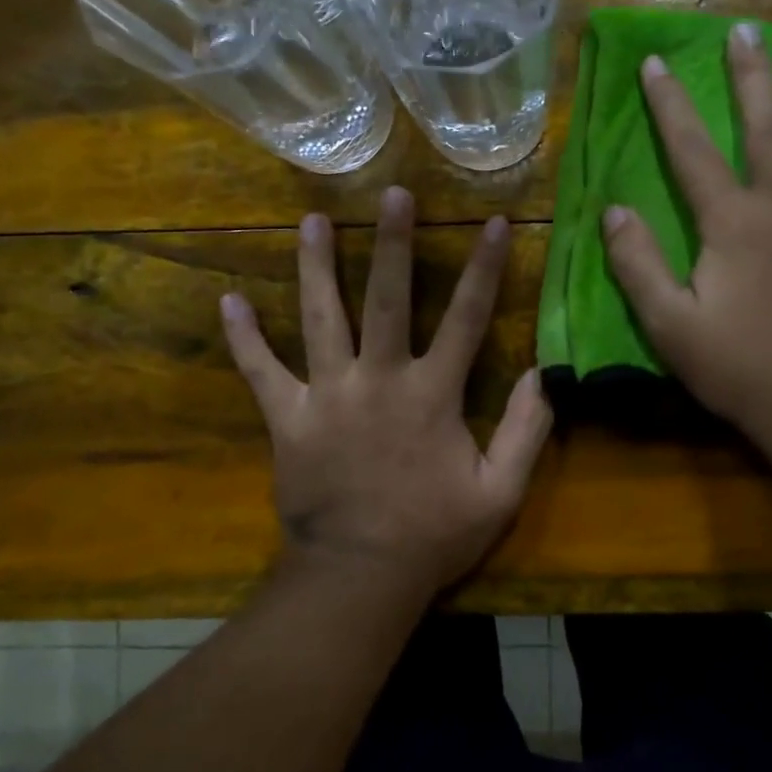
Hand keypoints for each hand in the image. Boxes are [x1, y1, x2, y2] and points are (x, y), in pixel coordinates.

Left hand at [220, 188, 553, 603]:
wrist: (358, 578)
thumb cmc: (434, 535)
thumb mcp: (500, 491)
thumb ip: (526, 430)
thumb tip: (542, 373)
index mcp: (432, 394)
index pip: (466, 318)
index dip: (485, 268)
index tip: (495, 223)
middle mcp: (379, 380)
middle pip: (386, 299)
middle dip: (392, 243)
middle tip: (392, 193)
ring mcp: (327, 396)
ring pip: (320, 318)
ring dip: (315, 267)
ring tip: (311, 221)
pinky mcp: (288, 420)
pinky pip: (261, 372)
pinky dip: (244, 339)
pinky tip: (228, 301)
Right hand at [602, 22, 771, 451]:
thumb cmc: (740, 367)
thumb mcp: (669, 324)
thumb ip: (639, 264)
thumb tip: (615, 211)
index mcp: (732, 222)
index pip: (692, 150)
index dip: (670, 104)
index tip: (656, 62)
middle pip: (768, 128)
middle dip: (751, 77)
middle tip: (745, 30)